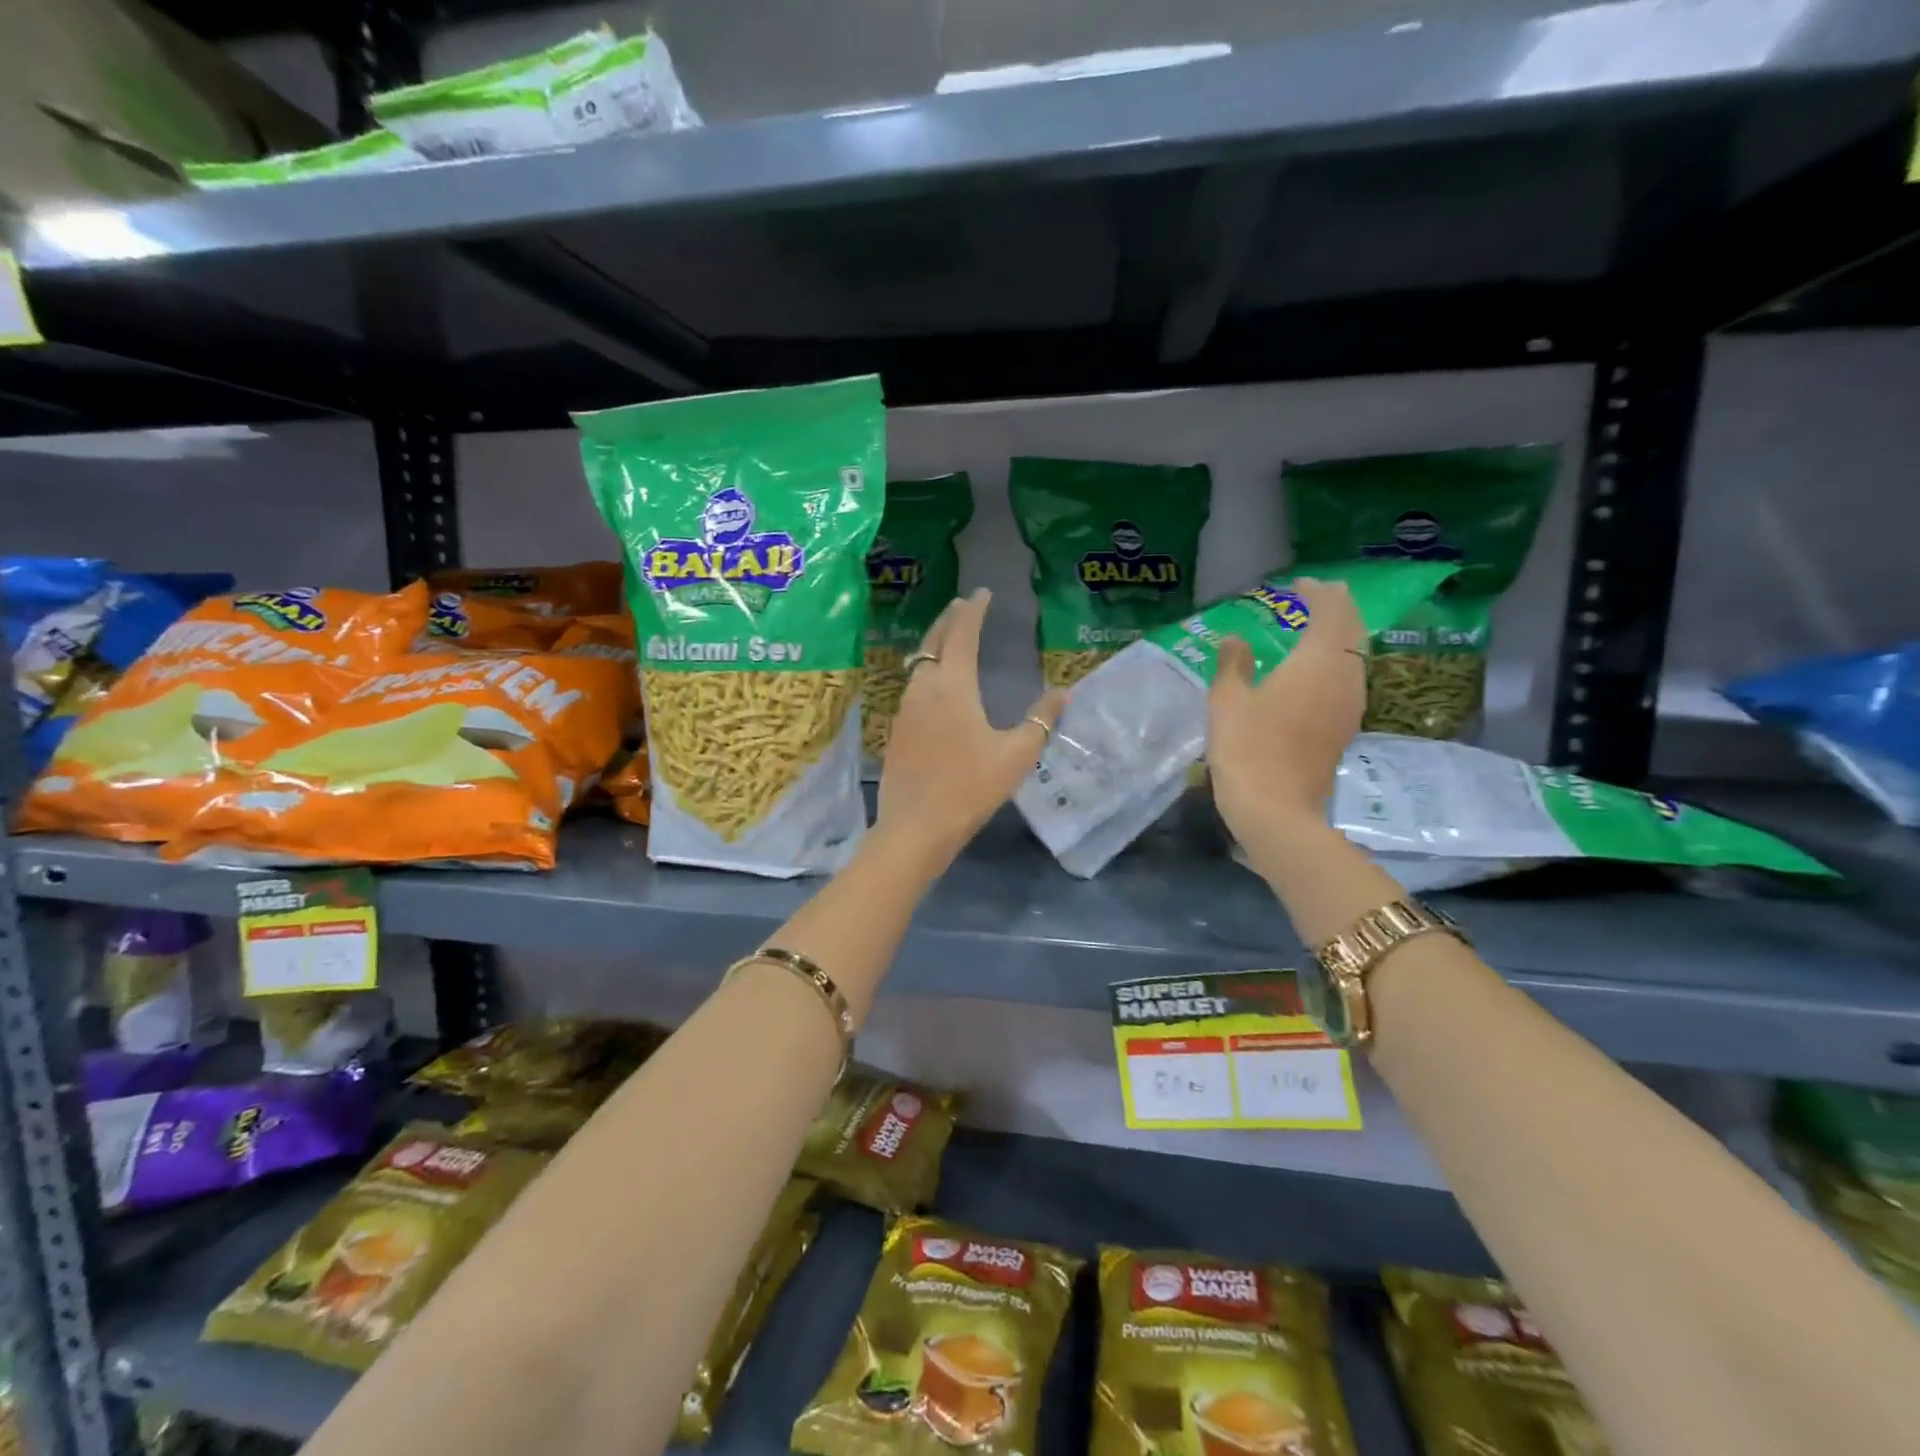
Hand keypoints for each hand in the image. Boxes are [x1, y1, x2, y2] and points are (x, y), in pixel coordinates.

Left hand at [875, 589, 1066, 871]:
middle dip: (949, 619)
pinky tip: (935, 687)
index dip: (973, 611)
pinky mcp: (896, 730)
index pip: (962, 635)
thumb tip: (1062, 693)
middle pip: (934, 642)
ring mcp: (905, 710)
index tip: (982, 593)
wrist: (915, 827)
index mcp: (953, 687)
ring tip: (951, 640)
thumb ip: (1040, 720)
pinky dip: (926, 671)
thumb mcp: (1016, 755)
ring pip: (919, 663)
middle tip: (963, 605)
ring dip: (935, 644)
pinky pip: (913, 687)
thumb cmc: (970, 788)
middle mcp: (924, 689)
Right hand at [1207, 577, 1366, 844]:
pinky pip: (1350, 679)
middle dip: (1338, 608)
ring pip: (1356, 656)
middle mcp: (1344, 677)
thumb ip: (1233, 664)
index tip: (1299, 584)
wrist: (1276, 809)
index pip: (1330, 612)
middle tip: (1319, 595)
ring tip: (1320, 626)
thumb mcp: (1227, 701)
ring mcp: (1349, 705)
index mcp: (1317, 662)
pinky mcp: (1345, 728)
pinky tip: (1319, 670)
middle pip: (1352, 631)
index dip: (1318, 593)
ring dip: (1342, 634)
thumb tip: (1236, 640)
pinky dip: (1338, 661)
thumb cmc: (1248, 748)